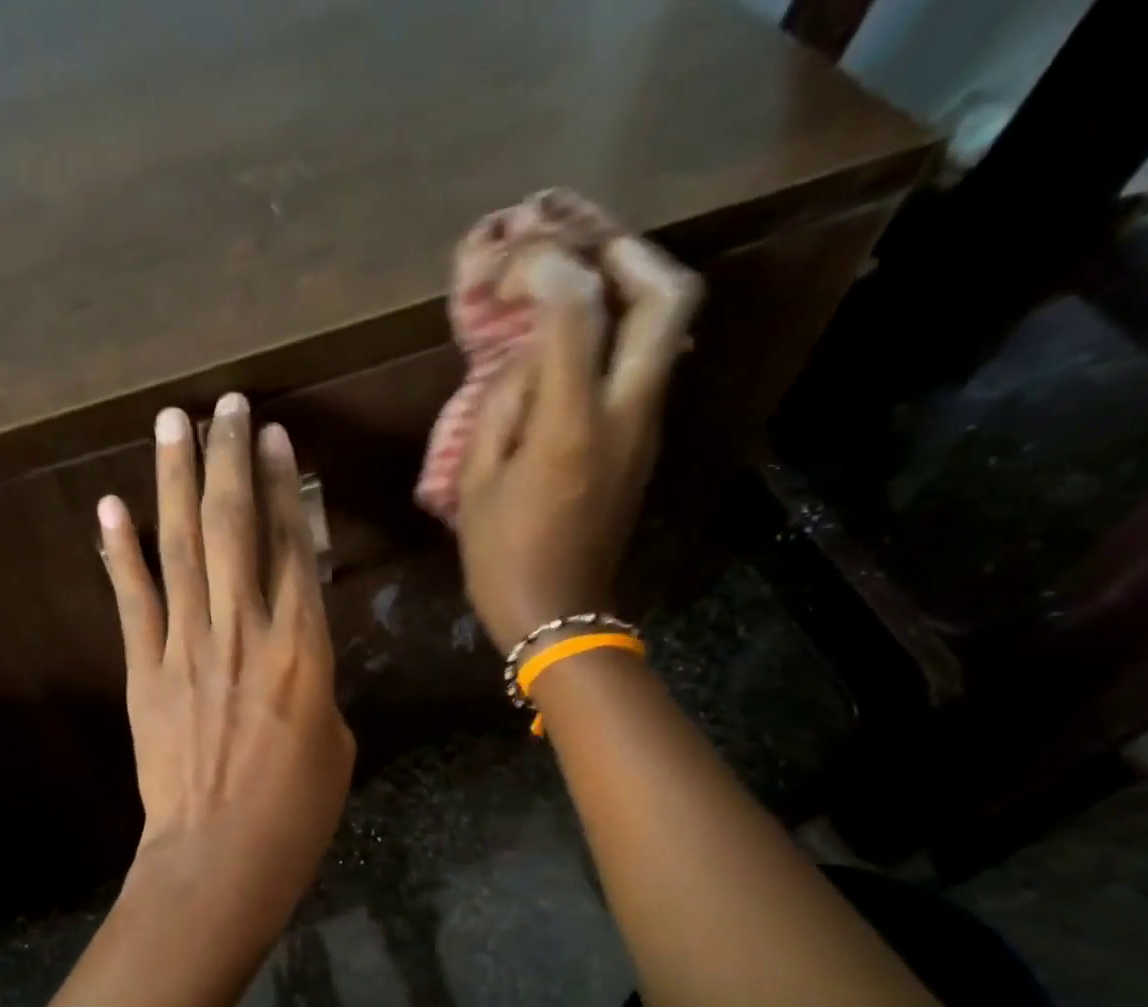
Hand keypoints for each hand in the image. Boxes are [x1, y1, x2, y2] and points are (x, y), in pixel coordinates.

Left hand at [96, 394, 354, 929]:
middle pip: (237, 529)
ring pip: (184, 549)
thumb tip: (291, 655)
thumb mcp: (334, 740)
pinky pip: (133, 602)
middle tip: (224, 405)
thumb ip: (313, 682)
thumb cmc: (297, 810)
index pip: (293, 548)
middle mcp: (245, 632)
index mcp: (303, 650)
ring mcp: (188, 649)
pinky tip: (111, 508)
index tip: (272, 439)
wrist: (223, 857)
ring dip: (176, 482)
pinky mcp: (145, 673)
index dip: (282, 488)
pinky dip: (120, 554)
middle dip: (229, 460)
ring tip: (172, 424)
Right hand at [455, 235, 702, 649]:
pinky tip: (577, 348)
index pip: (577, 307)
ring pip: (668, 330)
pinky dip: (621, 338)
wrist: (558, 615)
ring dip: (631, 291)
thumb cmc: (502, 558)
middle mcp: (626, 413)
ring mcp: (646, 429)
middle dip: (630, 253)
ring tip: (576, 289)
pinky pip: (647, 368)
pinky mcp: (645, 445)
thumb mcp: (478, 483)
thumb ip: (503, 404)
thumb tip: (529, 356)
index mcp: (571, 425)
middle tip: (583, 251)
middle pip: (669, 298)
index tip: (511, 271)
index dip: (545, 267)